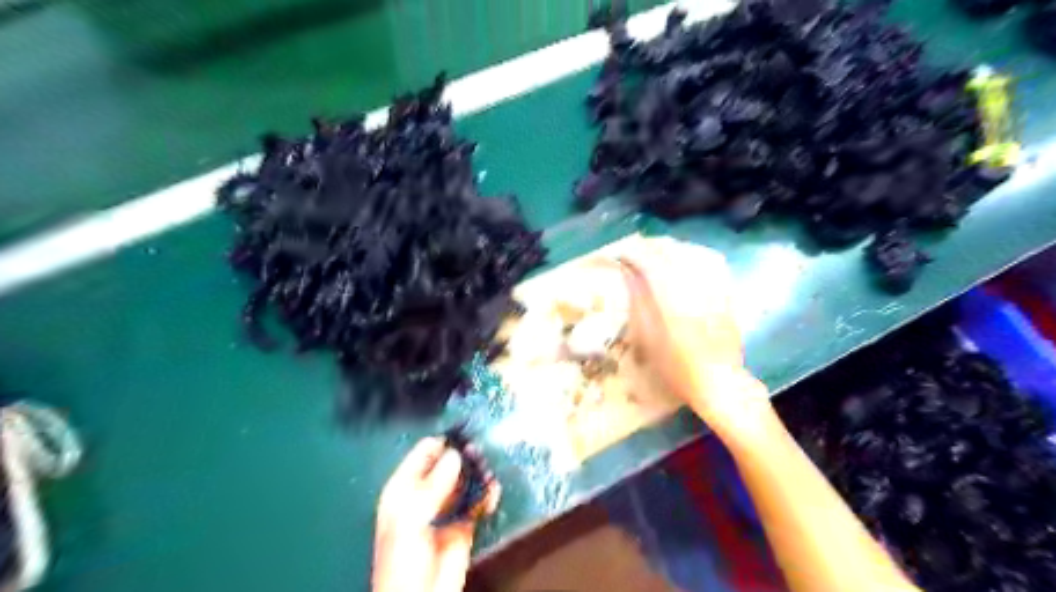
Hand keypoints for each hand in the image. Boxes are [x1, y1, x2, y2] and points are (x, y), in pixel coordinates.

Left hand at [373, 436, 499, 589]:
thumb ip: (433, 486)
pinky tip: (493, 491)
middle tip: (480, 453)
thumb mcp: (411, 520)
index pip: (423, 454)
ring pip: (465, 480)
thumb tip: (455, 455)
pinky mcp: (465, 522)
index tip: (464, 433)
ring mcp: (447, 507)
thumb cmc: (403, 559)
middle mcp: (426, 493)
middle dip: (464, 457)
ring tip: (489, 471)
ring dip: (478, 474)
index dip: (442, 442)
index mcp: (404, 488)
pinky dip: (488, 493)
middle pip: (448, 464)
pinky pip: (478, 500)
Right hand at [616, 237, 774, 436]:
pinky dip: (693, 256)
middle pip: (670, 250)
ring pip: (691, 252)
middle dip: (649, 246)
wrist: (719, 382)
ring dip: (670, 248)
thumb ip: (638, 301)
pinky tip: (685, 260)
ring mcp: (713, 286)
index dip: (631, 253)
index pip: (649, 261)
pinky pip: (711, 263)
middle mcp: (693, 284)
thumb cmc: (677, 367)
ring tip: (656, 252)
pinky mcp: (726, 292)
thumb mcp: (648, 338)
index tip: (618, 255)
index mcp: (671, 296)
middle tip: (633, 251)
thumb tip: (629, 275)